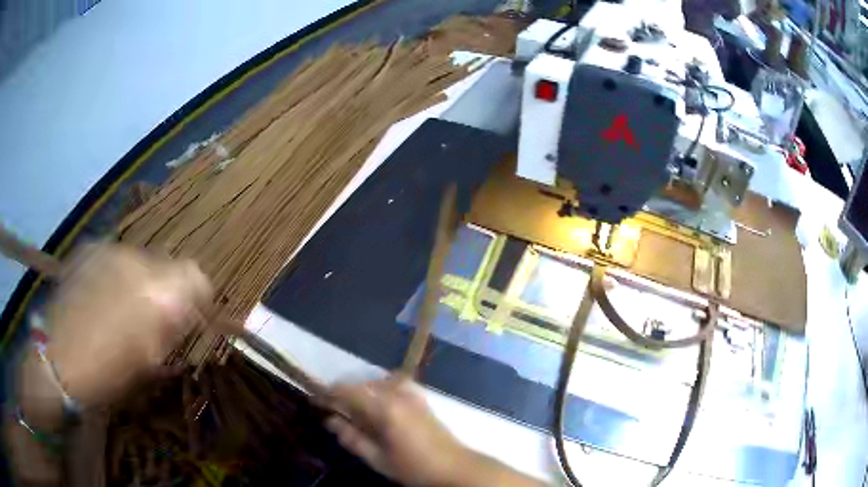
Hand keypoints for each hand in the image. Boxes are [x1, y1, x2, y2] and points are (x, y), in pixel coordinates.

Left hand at [21, 244, 210, 427]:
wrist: (60, 358)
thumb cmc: (109, 371)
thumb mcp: (151, 360)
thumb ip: (171, 328)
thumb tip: (184, 312)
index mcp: (158, 295)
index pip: (196, 275)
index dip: (197, 293)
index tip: (191, 312)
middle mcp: (138, 261)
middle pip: (166, 264)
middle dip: (164, 287)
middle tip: (151, 315)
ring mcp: (110, 250)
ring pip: (138, 258)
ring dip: (138, 279)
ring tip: (120, 306)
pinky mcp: (89, 248)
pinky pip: (113, 256)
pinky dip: (115, 273)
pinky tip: (100, 295)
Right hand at [324, 377, 469, 486]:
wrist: (454, 467)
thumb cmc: (413, 467)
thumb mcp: (378, 459)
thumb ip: (352, 439)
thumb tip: (330, 421)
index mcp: (384, 409)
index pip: (347, 391)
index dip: (328, 393)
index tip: (316, 401)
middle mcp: (397, 394)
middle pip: (361, 383)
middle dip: (344, 393)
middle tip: (333, 409)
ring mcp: (411, 393)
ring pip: (377, 381)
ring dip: (362, 390)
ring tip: (354, 408)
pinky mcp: (421, 397)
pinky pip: (394, 382)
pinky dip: (381, 388)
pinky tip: (379, 404)